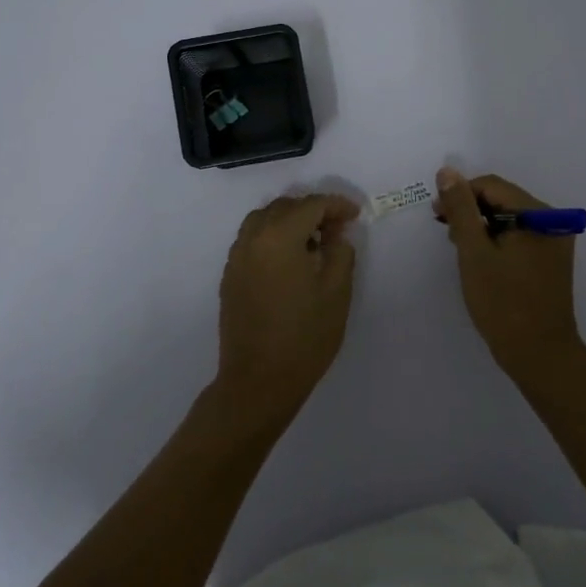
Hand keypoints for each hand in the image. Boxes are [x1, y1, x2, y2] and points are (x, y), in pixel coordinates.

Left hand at [217, 193, 359, 418]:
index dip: (337, 205)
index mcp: (279, 237)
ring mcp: (236, 258)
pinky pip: (252, 240)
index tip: (355, 215)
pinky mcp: (230, 276)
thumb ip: (340, 252)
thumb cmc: (305, 336)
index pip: (311, 205)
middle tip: (337, 228)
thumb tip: (335, 234)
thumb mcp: (337, 292)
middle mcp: (252, 239)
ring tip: (313, 241)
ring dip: (290, 220)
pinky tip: (290, 260)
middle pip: (284, 207)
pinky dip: (272, 236)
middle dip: (312, 210)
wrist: (259, 381)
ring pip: (263, 220)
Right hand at [435, 168, 581, 368]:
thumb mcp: (474, 252)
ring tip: (460, 246)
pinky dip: (497, 240)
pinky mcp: (550, 260)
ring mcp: (554, 241)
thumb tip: (447, 172)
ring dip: (482, 226)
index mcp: (539, 214)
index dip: (461, 194)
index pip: (492, 186)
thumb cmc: (503, 303)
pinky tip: (480, 258)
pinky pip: (519, 236)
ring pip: (510, 218)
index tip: (437, 215)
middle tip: (445, 231)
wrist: (539, 354)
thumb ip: (461, 209)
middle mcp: (553, 221)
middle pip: (503, 199)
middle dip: (471, 210)